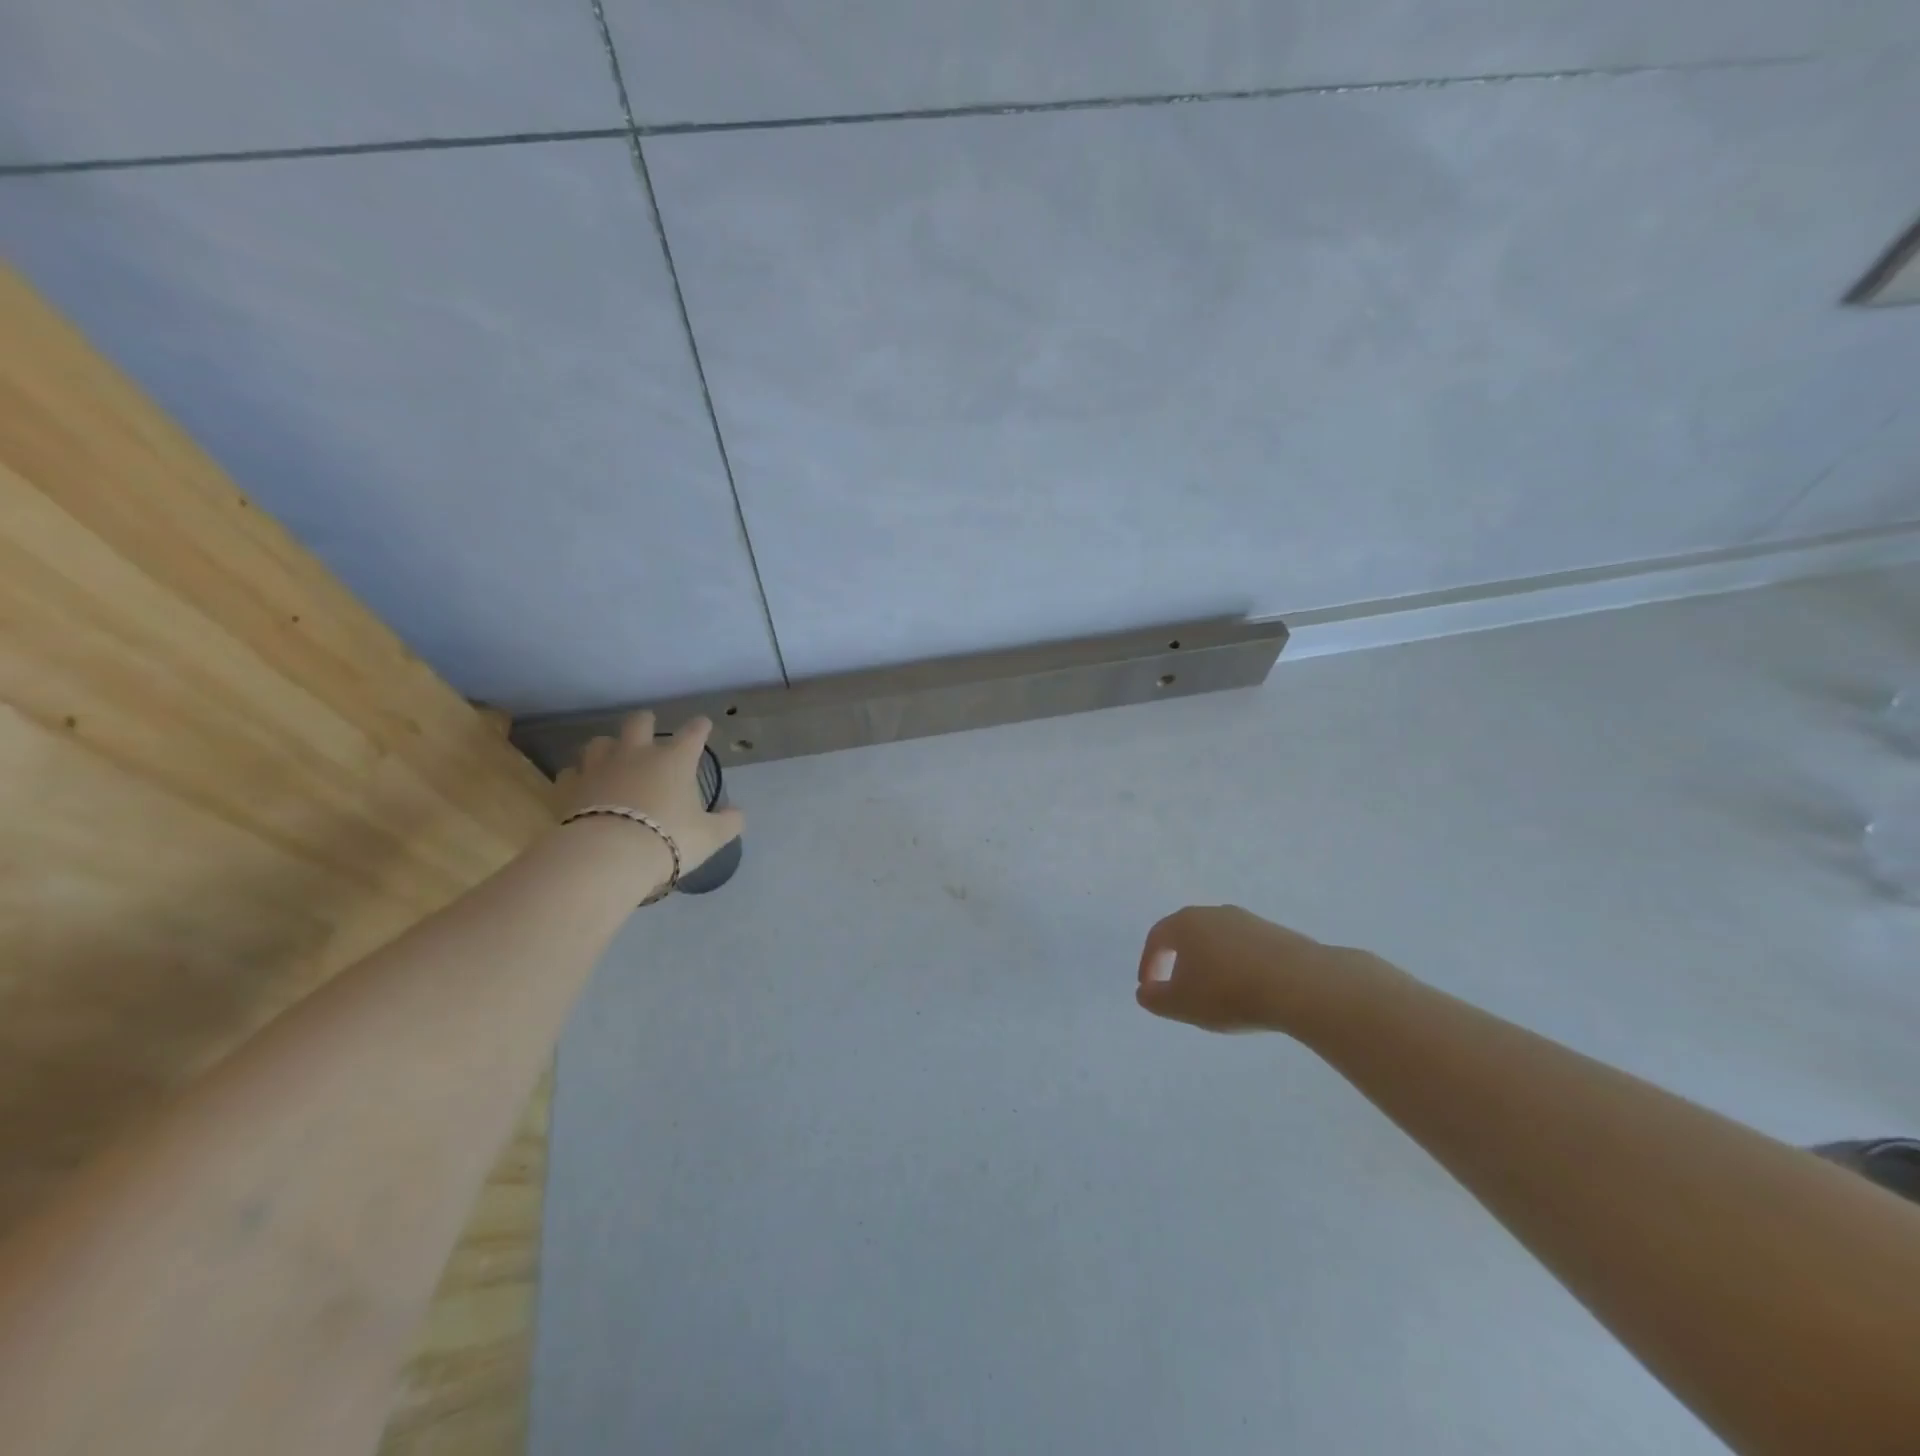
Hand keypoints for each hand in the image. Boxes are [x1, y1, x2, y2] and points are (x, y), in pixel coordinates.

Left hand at [556, 712, 744, 889]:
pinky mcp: (571, 787)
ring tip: (612, 757)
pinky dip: (579, 777)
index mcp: (675, 760)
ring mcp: (600, 767)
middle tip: (649, 727)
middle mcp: (637, 754)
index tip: (703, 725)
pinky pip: (572, 773)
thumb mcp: (710, 836)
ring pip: (599, 742)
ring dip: (608, 747)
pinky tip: (583, 786)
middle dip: (646, 721)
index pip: (693, 733)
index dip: (700, 727)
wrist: (609, 856)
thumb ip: (728, 822)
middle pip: (639, 722)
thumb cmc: (668, 839)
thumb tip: (737, 813)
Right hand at [1135, 905, 1395, 1034]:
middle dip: (1179, 960)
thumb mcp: (1182, 1004)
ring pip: (1219, 940)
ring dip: (1211, 963)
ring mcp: (1248, 920)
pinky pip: (1246, 949)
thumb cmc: (1229, 992)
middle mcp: (1214, 913)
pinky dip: (1238, 966)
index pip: (1157, 938)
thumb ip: (1155, 998)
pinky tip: (1248, 990)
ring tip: (1216, 993)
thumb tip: (1144, 991)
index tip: (1149, 988)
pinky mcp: (1277, 933)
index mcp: (1186, 923)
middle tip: (1180, 988)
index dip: (1148, 963)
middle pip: (1188, 934)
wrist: (1301, 984)